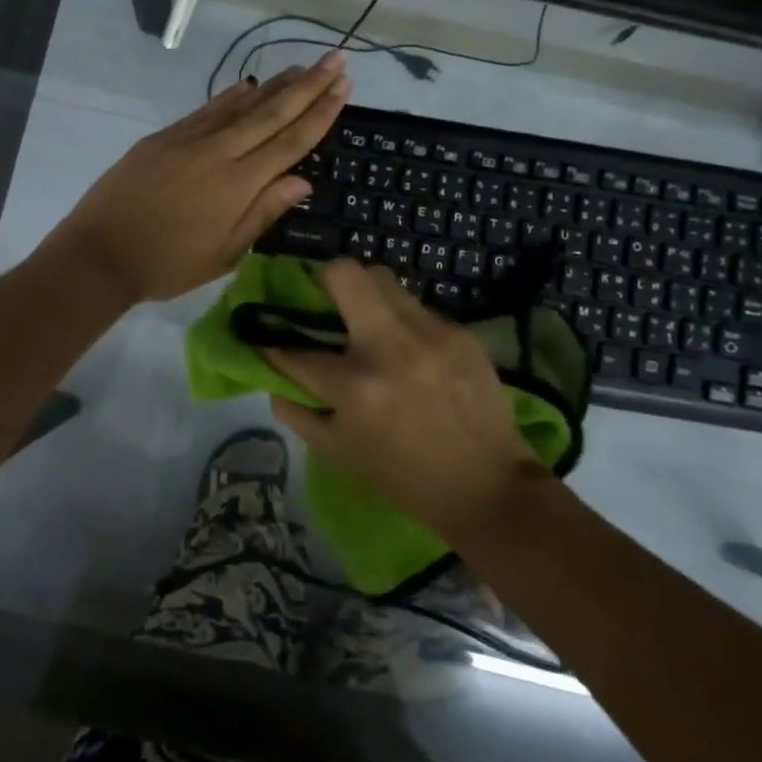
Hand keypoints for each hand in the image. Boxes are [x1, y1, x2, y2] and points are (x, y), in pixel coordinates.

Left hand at [47, 54, 350, 303]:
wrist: (100, 253)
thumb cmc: (167, 264)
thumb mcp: (224, 254)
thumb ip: (263, 213)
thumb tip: (303, 181)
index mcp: (237, 185)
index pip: (290, 142)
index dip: (320, 113)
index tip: (344, 86)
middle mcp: (218, 152)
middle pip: (271, 112)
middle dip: (308, 84)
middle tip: (337, 58)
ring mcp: (188, 140)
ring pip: (241, 105)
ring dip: (274, 84)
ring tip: (302, 66)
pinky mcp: (164, 137)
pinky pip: (206, 110)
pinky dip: (230, 96)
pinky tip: (247, 85)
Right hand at [262, 259, 542, 540]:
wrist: (488, 487)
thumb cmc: (406, 478)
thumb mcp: (342, 455)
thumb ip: (300, 416)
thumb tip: (274, 386)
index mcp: (354, 385)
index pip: (297, 351)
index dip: (276, 345)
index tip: (273, 339)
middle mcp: (389, 346)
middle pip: (346, 274)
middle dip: (325, 279)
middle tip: (325, 300)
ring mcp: (429, 333)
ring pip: (384, 279)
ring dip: (366, 295)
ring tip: (368, 321)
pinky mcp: (460, 332)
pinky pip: (418, 308)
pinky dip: (403, 322)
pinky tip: (411, 349)